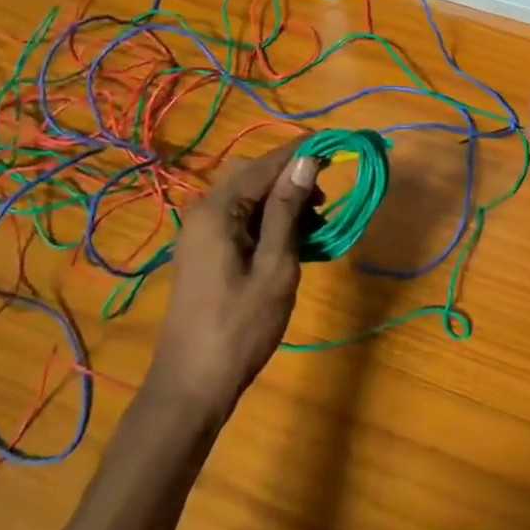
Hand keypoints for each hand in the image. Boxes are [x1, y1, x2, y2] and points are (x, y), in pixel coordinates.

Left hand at [151, 139, 318, 420]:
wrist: (192, 385)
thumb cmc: (240, 326)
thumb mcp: (275, 266)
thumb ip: (288, 210)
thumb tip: (306, 161)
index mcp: (217, 209)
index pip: (265, 164)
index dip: (302, 152)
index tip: (337, 144)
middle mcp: (202, 211)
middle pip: (253, 176)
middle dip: (292, 179)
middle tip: (326, 202)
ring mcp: (199, 233)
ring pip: (247, 199)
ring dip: (282, 203)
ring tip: (315, 228)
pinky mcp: (203, 253)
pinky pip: (239, 220)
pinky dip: (267, 223)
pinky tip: (292, 244)